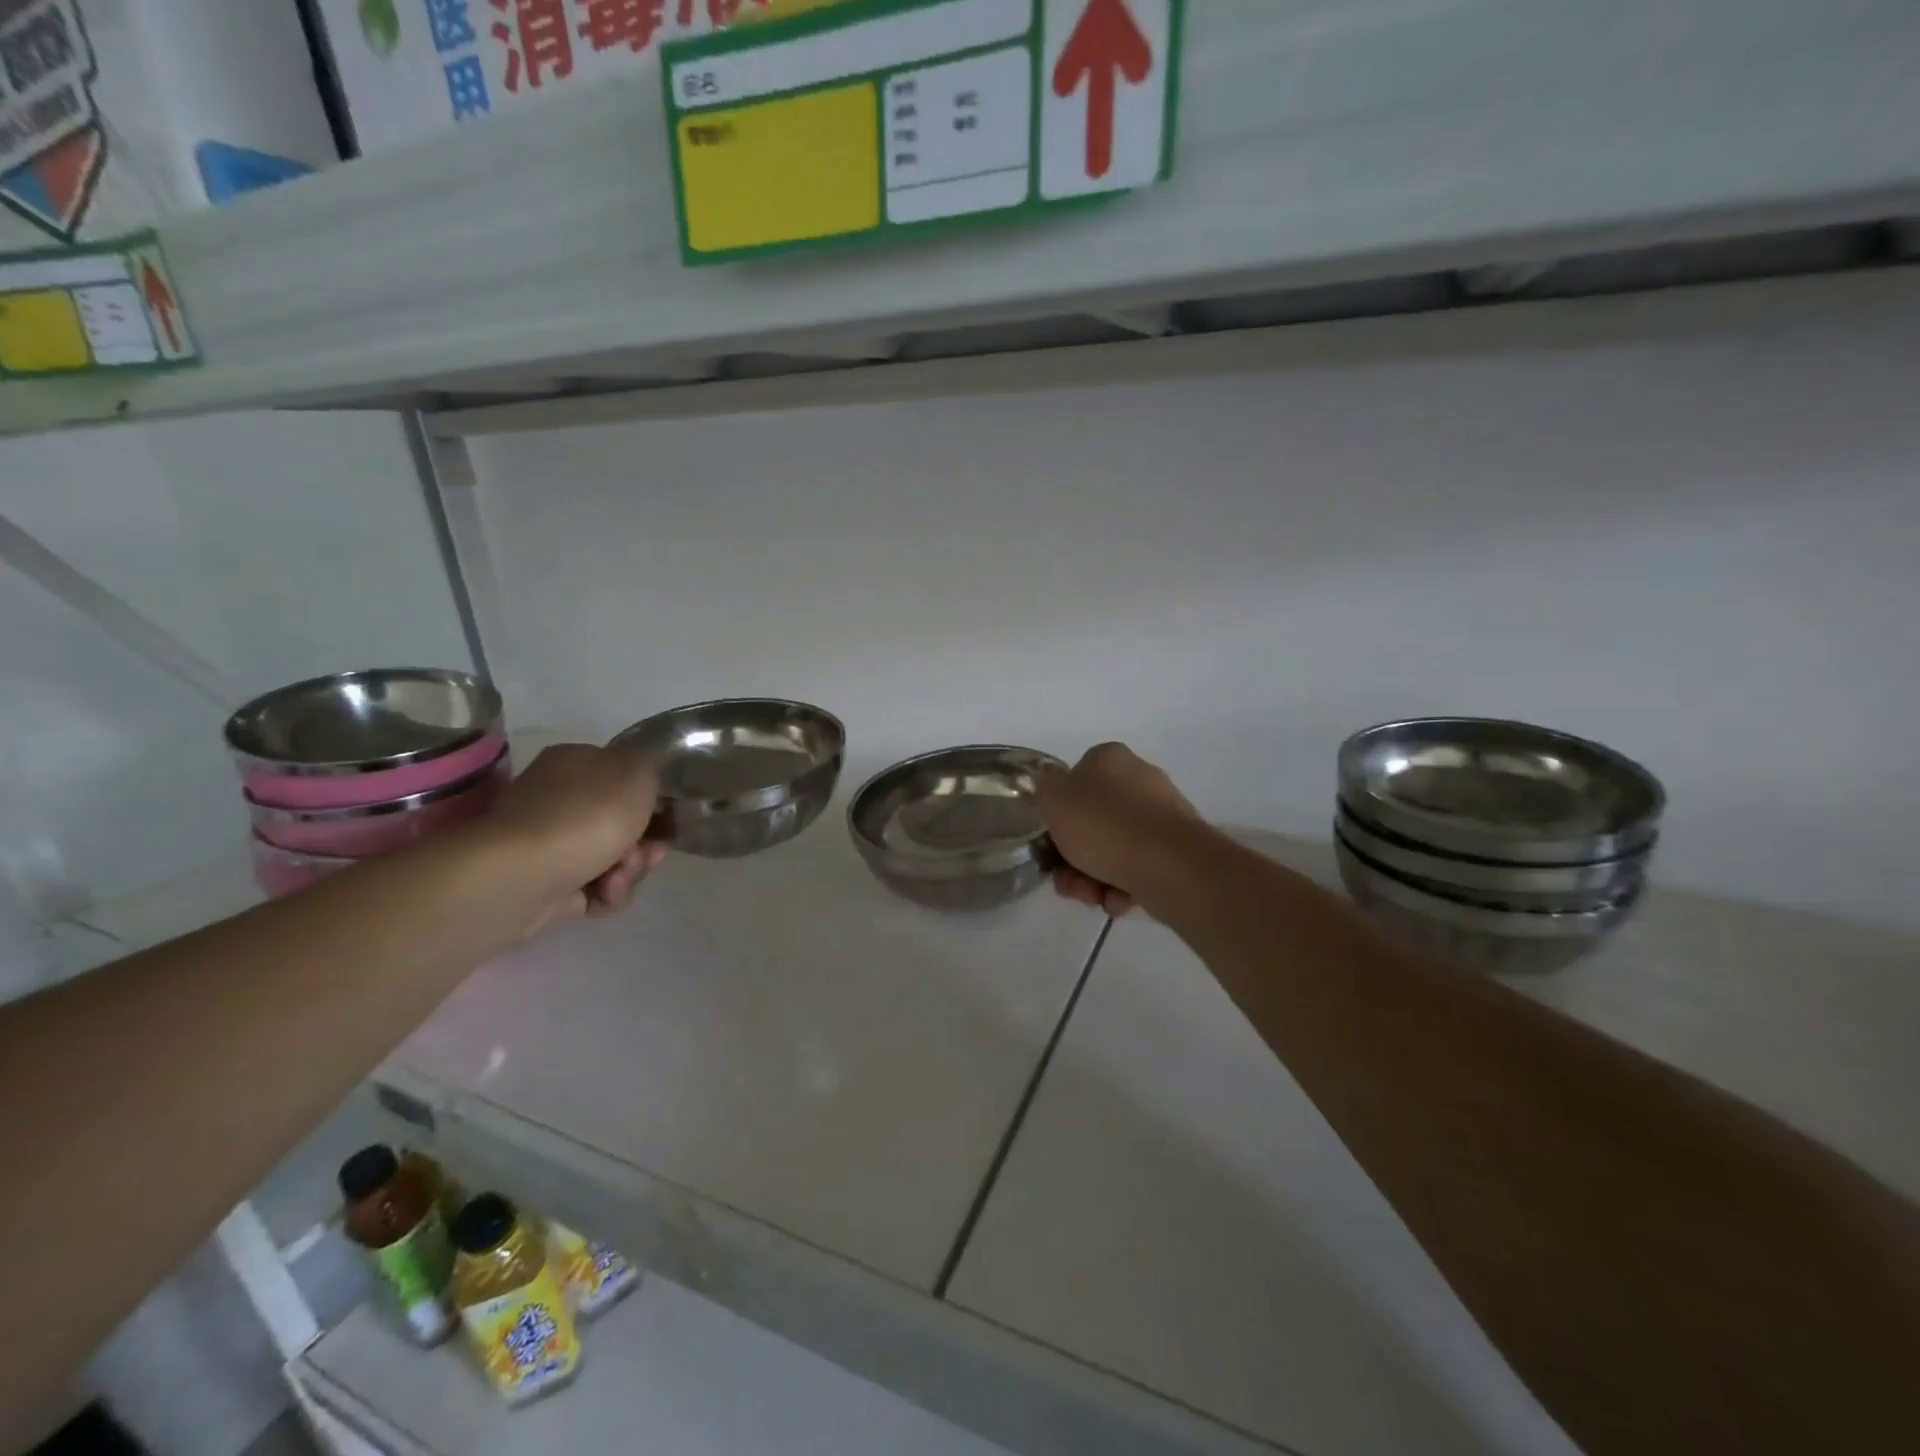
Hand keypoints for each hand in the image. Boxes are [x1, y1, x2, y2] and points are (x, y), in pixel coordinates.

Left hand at [486, 743, 666, 934]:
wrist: (523, 875)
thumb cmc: (587, 814)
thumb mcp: (637, 772)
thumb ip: (650, 767)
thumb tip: (642, 776)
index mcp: (576, 764)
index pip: (623, 776)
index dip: (652, 799)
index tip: (668, 818)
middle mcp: (559, 799)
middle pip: (621, 823)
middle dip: (643, 844)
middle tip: (650, 854)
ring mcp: (550, 843)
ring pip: (611, 858)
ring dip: (628, 872)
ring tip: (618, 879)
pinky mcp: (546, 884)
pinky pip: (592, 889)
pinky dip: (605, 894)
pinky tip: (603, 894)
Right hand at [1037, 742, 1202, 916]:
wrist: (1169, 864)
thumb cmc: (1103, 825)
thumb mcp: (1052, 799)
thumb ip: (1044, 789)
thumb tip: (1052, 788)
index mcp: (1109, 758)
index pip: (1073, 782)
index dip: (1057, 816)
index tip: (1049, 844)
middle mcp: (1139, 778)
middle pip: (1092, 821)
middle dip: (1073, 857)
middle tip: (1067, 882)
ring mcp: (1161, 813)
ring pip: (1113, 847)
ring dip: (1093, 876)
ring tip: (1092, 898)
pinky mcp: (1177, 847)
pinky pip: (1138, 865)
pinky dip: (1123, 884)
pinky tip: (1118, 900)